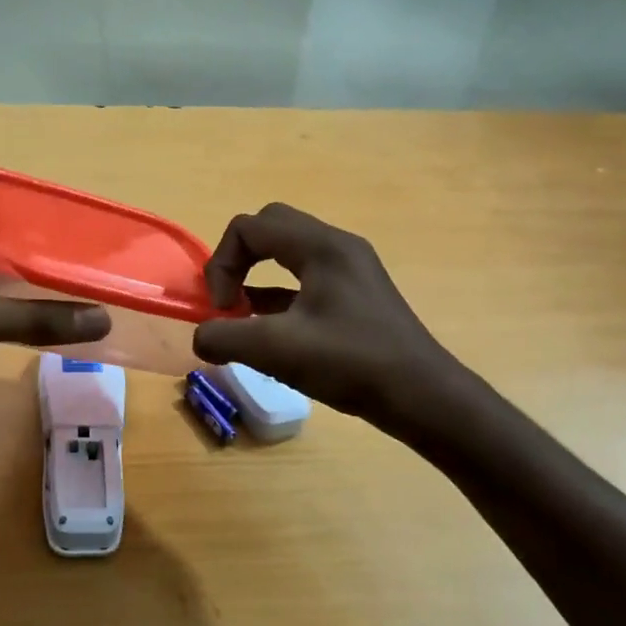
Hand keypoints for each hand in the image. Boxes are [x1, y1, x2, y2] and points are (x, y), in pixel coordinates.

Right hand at [192, 203, 460, 426]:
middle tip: (229, 302)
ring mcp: (350, 269)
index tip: (224, 309)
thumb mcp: (277, 351)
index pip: (249, 227)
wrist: (424, 397)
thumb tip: (201, 337)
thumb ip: (225, 338)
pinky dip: (279, 296)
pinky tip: (271, 332)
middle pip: (269, 229)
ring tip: (243, 320)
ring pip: (288, 253)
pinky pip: (305, 278)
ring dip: (257, 278)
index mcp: (320, 247)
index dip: (223, 265)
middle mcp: (337, 247)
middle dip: (238, 261)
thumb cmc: (352, 364)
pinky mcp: (356, 294)